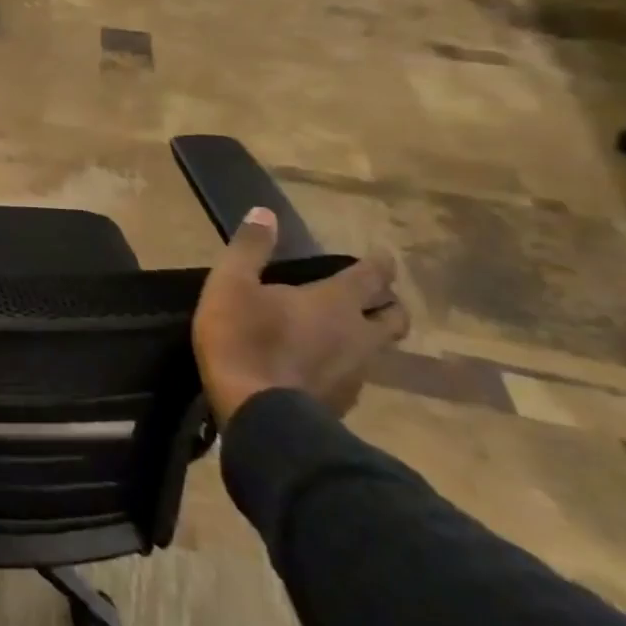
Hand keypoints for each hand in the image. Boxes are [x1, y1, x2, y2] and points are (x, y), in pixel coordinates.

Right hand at [193, 207, 405, 423]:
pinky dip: (347, 364)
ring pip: (378, 349)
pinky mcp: (344, 402)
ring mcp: (356, 373)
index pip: (372, 276)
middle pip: (393, 316)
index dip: (379, 263)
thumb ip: (249, 248)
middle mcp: (358, 335)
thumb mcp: (231, 284)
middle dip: (389, 302)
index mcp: (335, 302)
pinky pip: (356, 375)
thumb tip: (264, 212)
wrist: (258, 413)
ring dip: (369, 336)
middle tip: (375, 295)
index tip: (382, 254)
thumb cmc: (243, 338)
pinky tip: (325, 367)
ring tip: (347, 332)